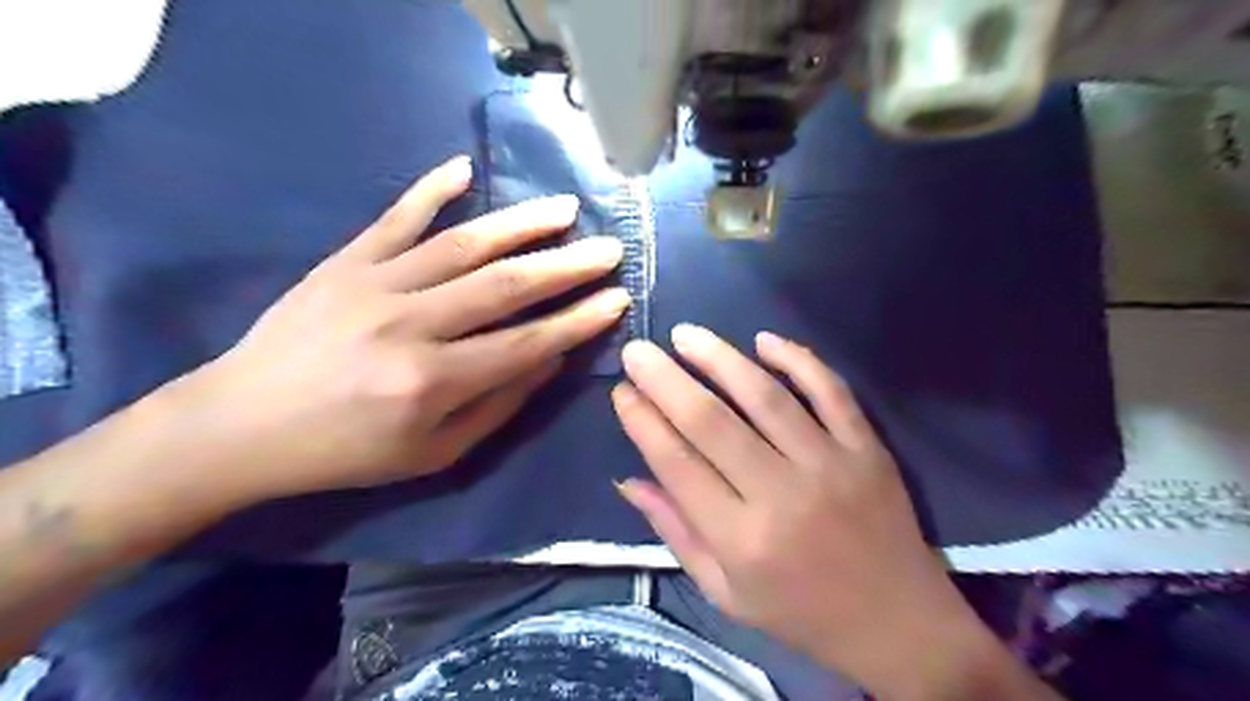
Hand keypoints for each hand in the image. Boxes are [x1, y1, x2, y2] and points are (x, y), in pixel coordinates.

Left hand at [182, 157, 630, 501]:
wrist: (242, 426)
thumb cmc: (347, 451)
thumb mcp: (434, 453)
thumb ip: (498, 405)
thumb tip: (551, 359)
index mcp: (432, 382)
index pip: (527, 343)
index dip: (578, 321)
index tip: (617, 299)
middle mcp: (410, 326)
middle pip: (505, 286)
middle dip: (568, 266)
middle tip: (610, 248)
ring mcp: (374, 284)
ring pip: (463, 244)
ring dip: (522, 224)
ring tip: (566, 208)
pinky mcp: (345, 262)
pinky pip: (395, 217)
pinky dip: (430, 189)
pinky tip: (464, 168)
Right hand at [613, 326, 1002, 695]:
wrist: (897, 624)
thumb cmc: (800, 613)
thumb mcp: (725, 592)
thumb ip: (676, 532)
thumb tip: (627, 480)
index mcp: (741, 539)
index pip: (677, 464)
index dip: (643, 422)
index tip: (621, 391)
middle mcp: (782, 495)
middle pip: (712, 421)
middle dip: (666, 380)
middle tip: (638, 350)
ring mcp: (830, 465)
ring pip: (765, 396)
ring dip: (720, 358)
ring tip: (685, 334)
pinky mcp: (866, 449)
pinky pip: (831, 391)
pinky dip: (798, 358)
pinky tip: (764, 339)